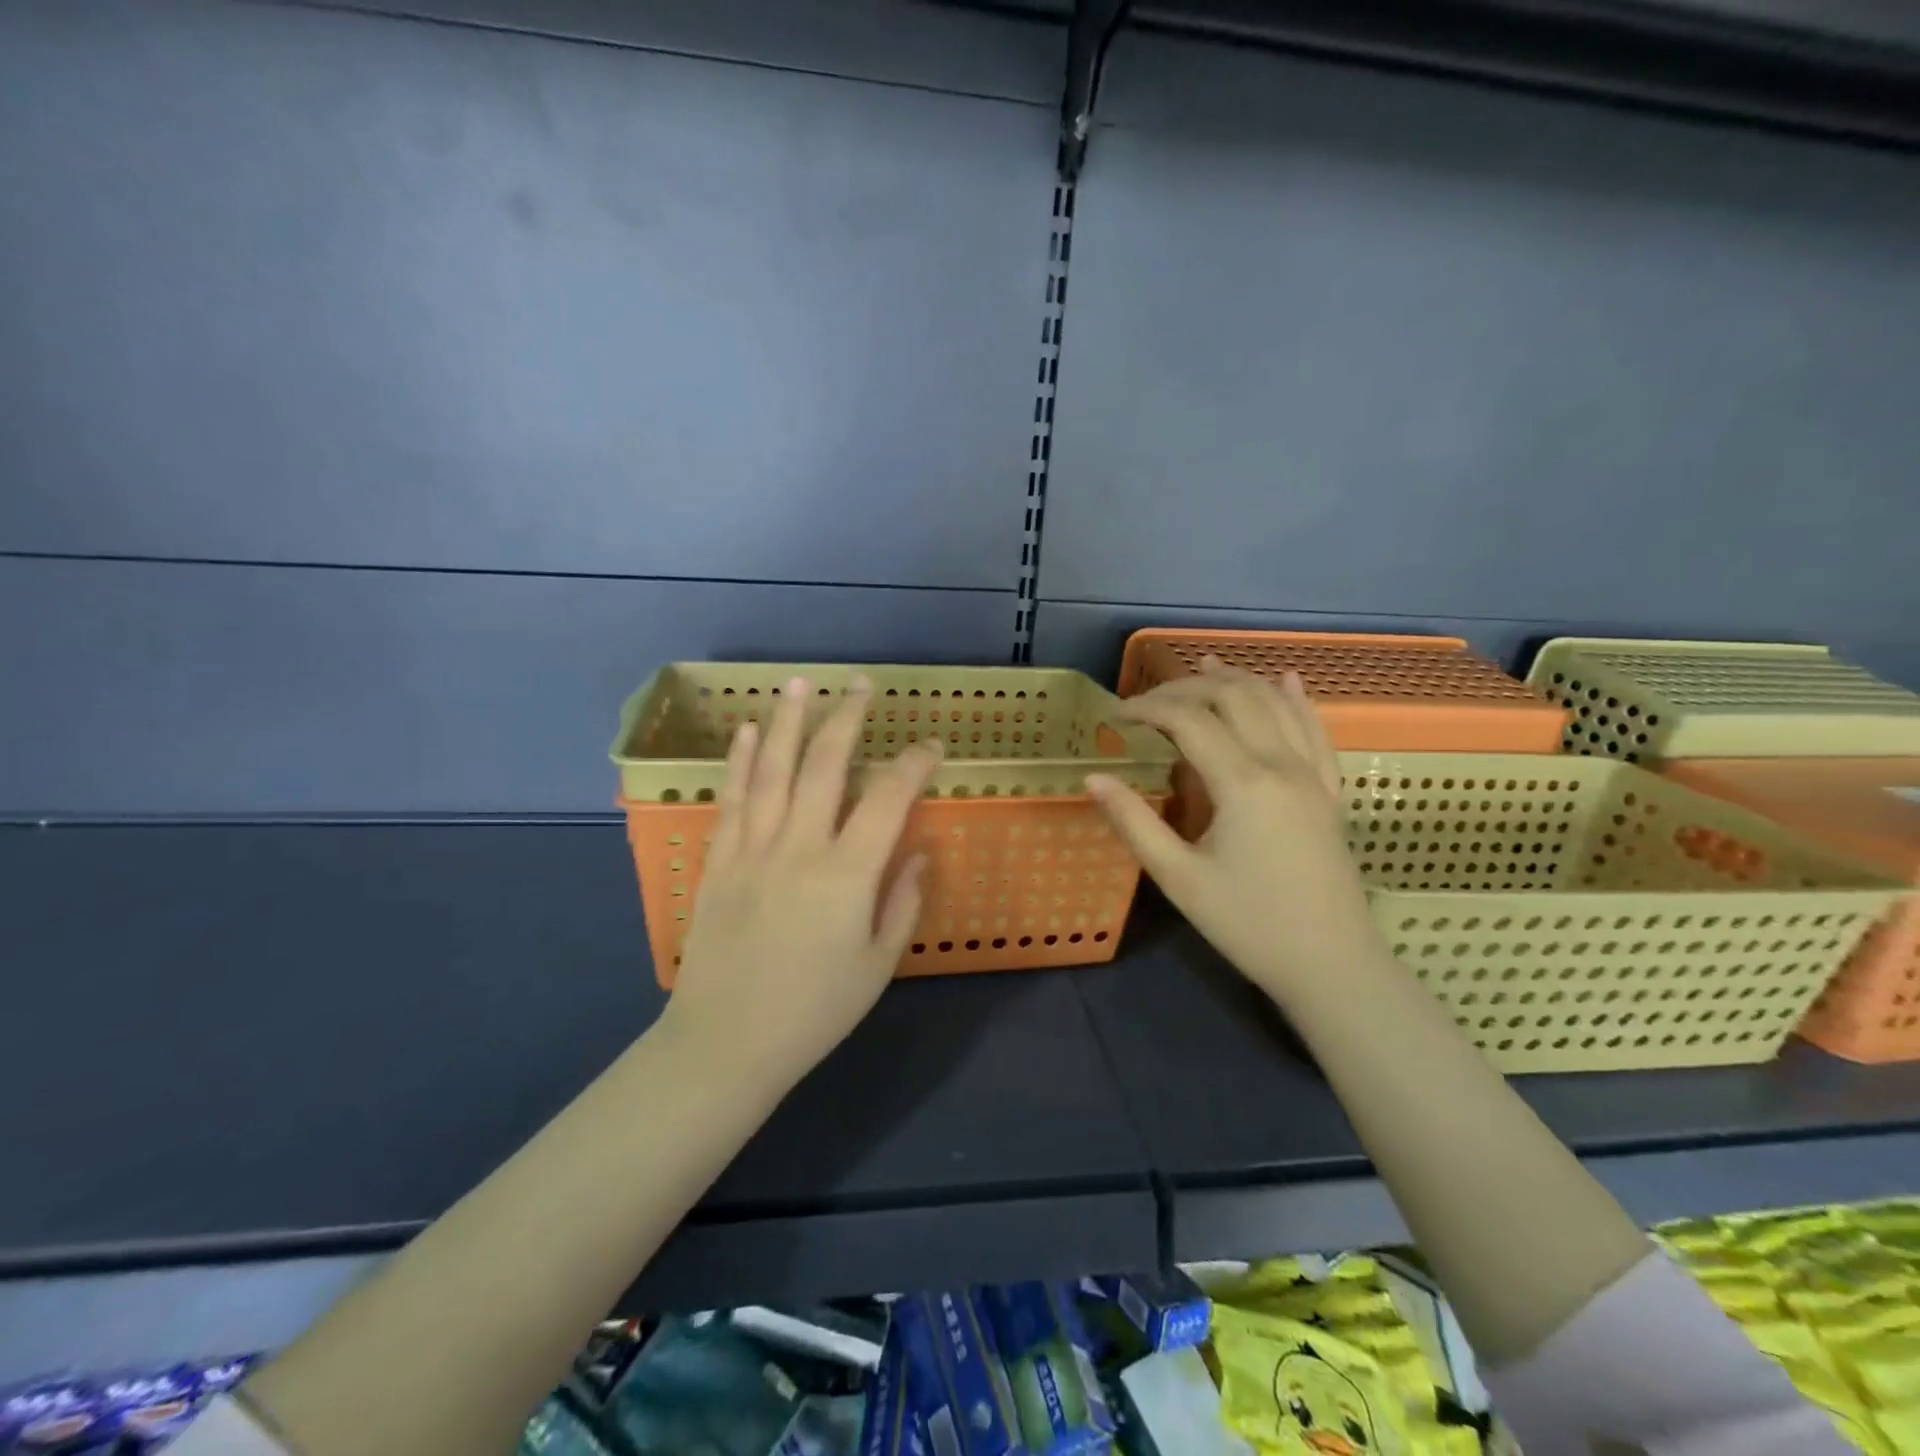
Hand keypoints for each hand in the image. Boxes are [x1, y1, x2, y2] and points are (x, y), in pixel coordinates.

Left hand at [661, 675, 942, 1092]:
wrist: (726, 1043)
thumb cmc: (814, 1011)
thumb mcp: (878, 965)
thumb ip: (902, 902)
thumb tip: (918, 853)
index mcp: (847, 874)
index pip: (887, 799)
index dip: (913, 765)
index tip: (930, 746)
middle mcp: (799, 847)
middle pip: (824, 765)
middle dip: (847, 718)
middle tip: (861, 684)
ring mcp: (752, 849)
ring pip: (771, 770)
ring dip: (787, 722)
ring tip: (798, 683)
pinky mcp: (719, 862)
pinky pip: (732, 800)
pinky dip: (740, 762)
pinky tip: (746, 733)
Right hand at [1086, 657, 1385, 1002]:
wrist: (1332, 966)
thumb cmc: (1248, 925)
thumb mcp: (1178, 878)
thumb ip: (1134, 822)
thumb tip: (1093, 777)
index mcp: (1242, 782)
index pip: (1189, 720)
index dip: (1149, 708)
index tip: (1117, 716)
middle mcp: (1281, 764)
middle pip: (1234, 697)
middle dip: (1188, 686)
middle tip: (1150, 699)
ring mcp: (1312, 775)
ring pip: (1276, 704)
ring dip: (1237, 679)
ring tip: (1204, 664)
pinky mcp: (1329, 792)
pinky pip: (1316, 731)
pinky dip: (1296, 700)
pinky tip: (1286, 680)